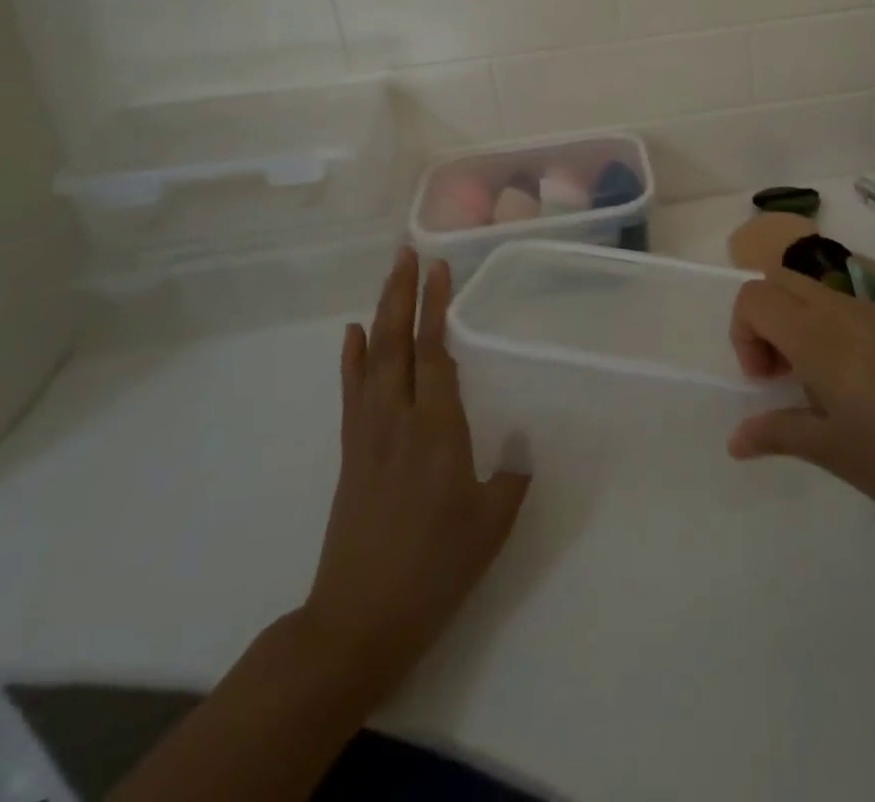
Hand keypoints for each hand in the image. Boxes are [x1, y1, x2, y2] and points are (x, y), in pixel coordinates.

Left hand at [297, 249, 528, 686]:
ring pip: (373, 359)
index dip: (436, 307)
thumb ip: (512, 474)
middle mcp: (399, 419)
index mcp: (437, 430)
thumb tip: (523, 441)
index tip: (440, 266)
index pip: (435, 352)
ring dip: (380, 312)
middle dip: (403, 293)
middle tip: (409, 252)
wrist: (358, 621)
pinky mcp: (352, 452)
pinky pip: (352, 392)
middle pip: (397, 343)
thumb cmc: (435, 569)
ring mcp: (369, 434)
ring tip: (390, 276)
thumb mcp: (492, 524)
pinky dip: (352, 358)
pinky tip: (353, 334)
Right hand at [728, 267, 874, 554]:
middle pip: (784, 280)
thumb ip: (778, 433)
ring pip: (823, 295)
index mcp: (820, 337)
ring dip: (806, 326)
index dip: (743, 333)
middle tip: (785, 376)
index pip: (755, 297)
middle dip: (768, 320)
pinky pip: (860, 311)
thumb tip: (736, 439)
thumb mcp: (833, 453)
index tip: (766, 381)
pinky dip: (843, 334)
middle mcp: (848, 310)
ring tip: (832, 391)